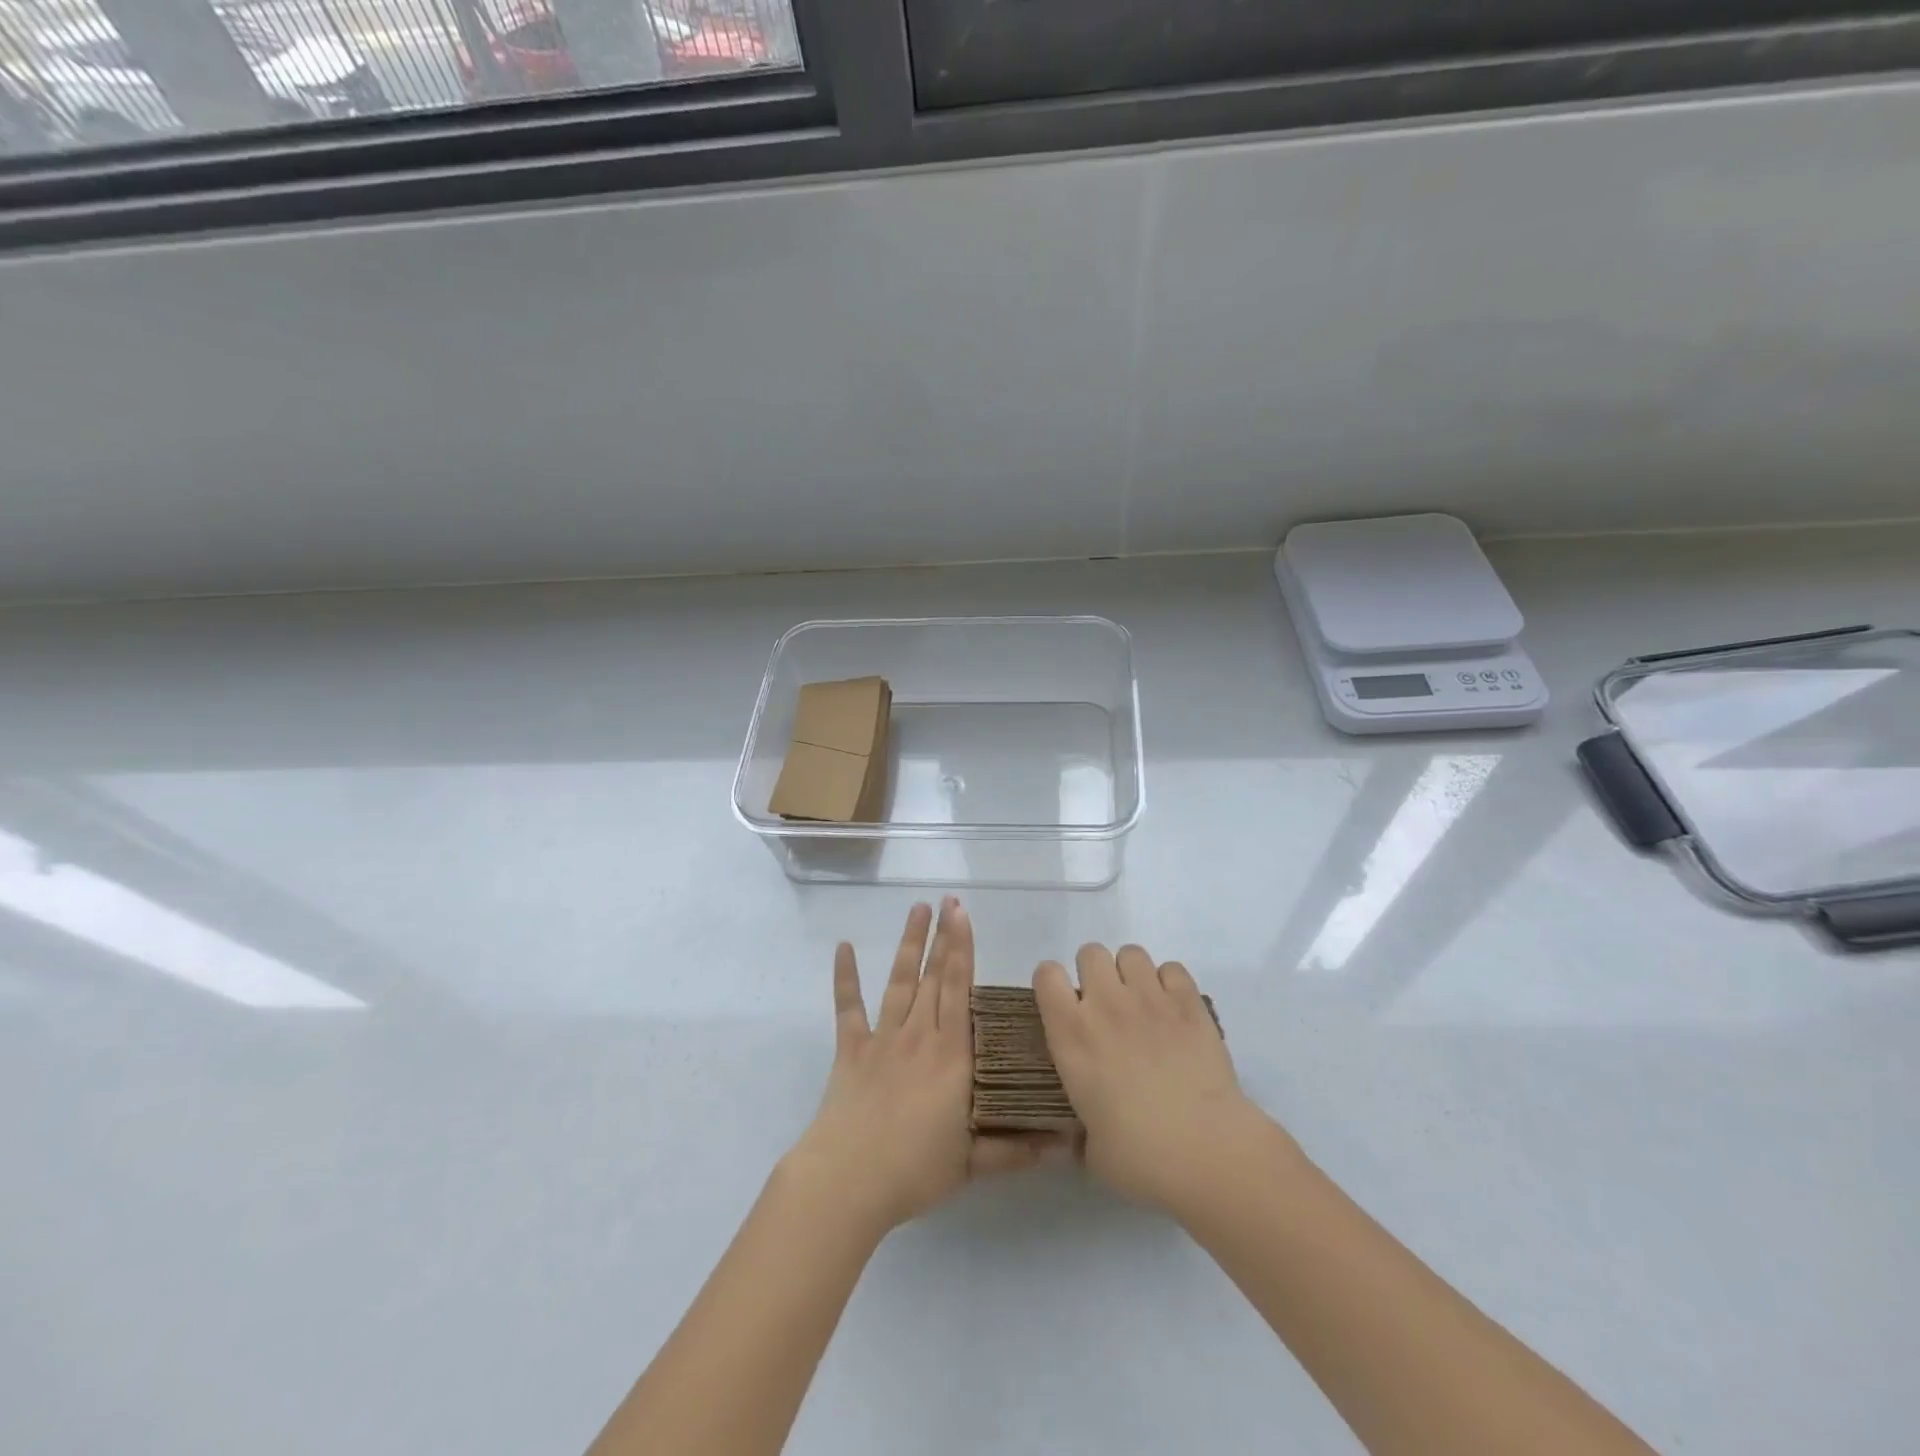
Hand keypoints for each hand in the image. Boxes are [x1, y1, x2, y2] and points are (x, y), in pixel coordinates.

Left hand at [785, 899, 1064, 1238]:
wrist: (848, 1181)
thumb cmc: (914, 1171)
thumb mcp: (972, 1165)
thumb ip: (1016, 1149)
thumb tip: (1064, 1145)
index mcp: (952, 1057)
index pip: (960, 992)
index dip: (962, 951)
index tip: (964, 915)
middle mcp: (920, 1036)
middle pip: (934, 977)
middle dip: (943, 937)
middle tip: (948, 900)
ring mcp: (883, 1039)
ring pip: (899, 982)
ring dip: (909, 944)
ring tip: (917, 909)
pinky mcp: (851, 1050)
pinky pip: (848, 1007)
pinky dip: (846, 977)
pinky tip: (844, 947)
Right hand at [1034, 944, 1279, 1214]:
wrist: (1207, 1151)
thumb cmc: (1141, 1157)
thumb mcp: (1092, 1150)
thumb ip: (1081, 1133)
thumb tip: (1082, 1138)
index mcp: (1072, 1035)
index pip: (1046, 975)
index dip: (1052, 984)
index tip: (1062, 1006)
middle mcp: (1106, 1005)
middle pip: (1090, 952)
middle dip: (1094, 973)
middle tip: (1106, 1007)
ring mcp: (1150, 999)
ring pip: (1131, 953)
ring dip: (1131, 974)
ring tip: (1141, 1005)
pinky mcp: (1190, 1003)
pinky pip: (1172, 968)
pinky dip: (1170, 984)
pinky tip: (1174, 1012)